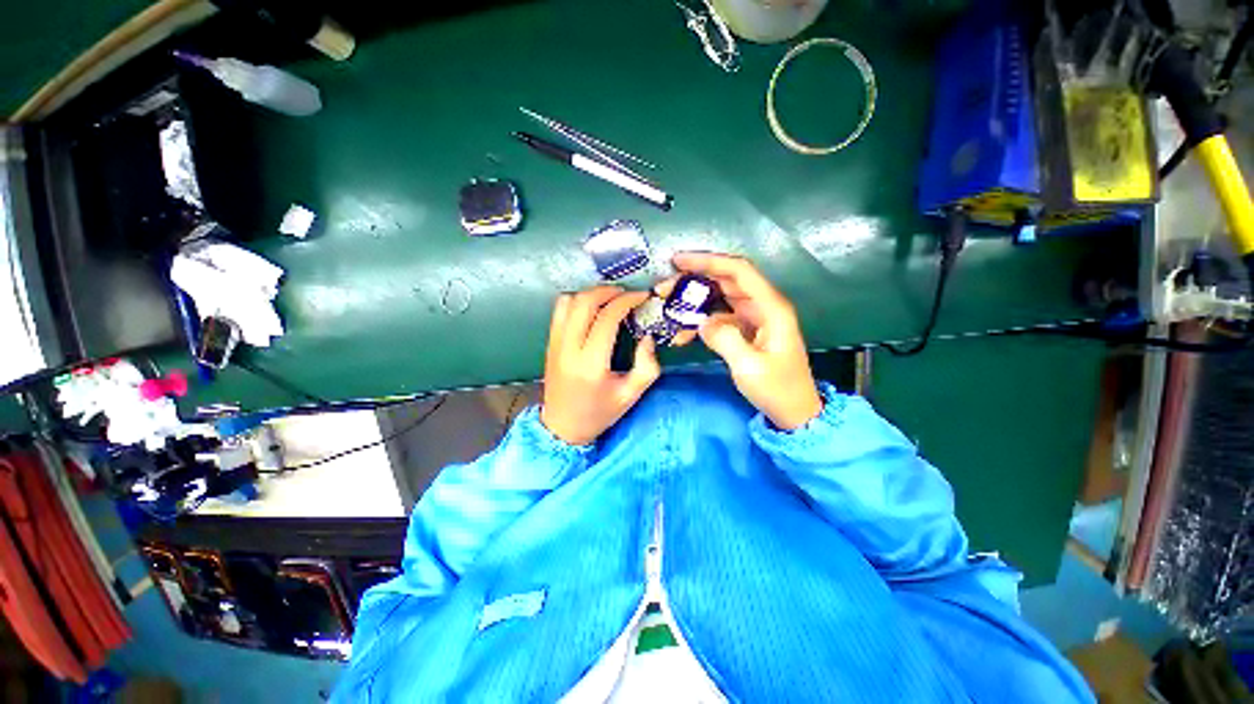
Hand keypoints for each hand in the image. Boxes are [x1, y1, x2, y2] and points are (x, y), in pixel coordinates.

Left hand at [540, 286, 661, 444]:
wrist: (562, 427)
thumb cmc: (599, 413)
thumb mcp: (631, 395)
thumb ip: (647, 366)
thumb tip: (647, 337)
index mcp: (591, 364)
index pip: (607, 318)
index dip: (626, 301)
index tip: (641, 297)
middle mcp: (569, 349)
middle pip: (584, 302)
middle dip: (607, 290)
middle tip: (626, 294)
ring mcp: (555, 344)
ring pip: (568, 302)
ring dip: (590, 294)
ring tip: (609, 299)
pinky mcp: (549, 343)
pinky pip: (559, 311)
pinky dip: (576, 302)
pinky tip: (591, 310)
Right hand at [671, 252, 822, 429]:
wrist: (794, 411)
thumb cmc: (777, 389)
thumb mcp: (749, 367)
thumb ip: (724, 339)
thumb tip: (703, 322)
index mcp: (771, 307)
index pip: (738, 271)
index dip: (708, 261)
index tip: (678, 261)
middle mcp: (763, 305)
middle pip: (726, 280)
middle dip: (694, 279)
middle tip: (664, 287)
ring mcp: (754, 317)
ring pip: (720, 297)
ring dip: (695, 300)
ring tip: (669, 306)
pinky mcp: (746, 330)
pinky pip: (720, 317)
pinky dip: (701, 320)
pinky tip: (684, 332)